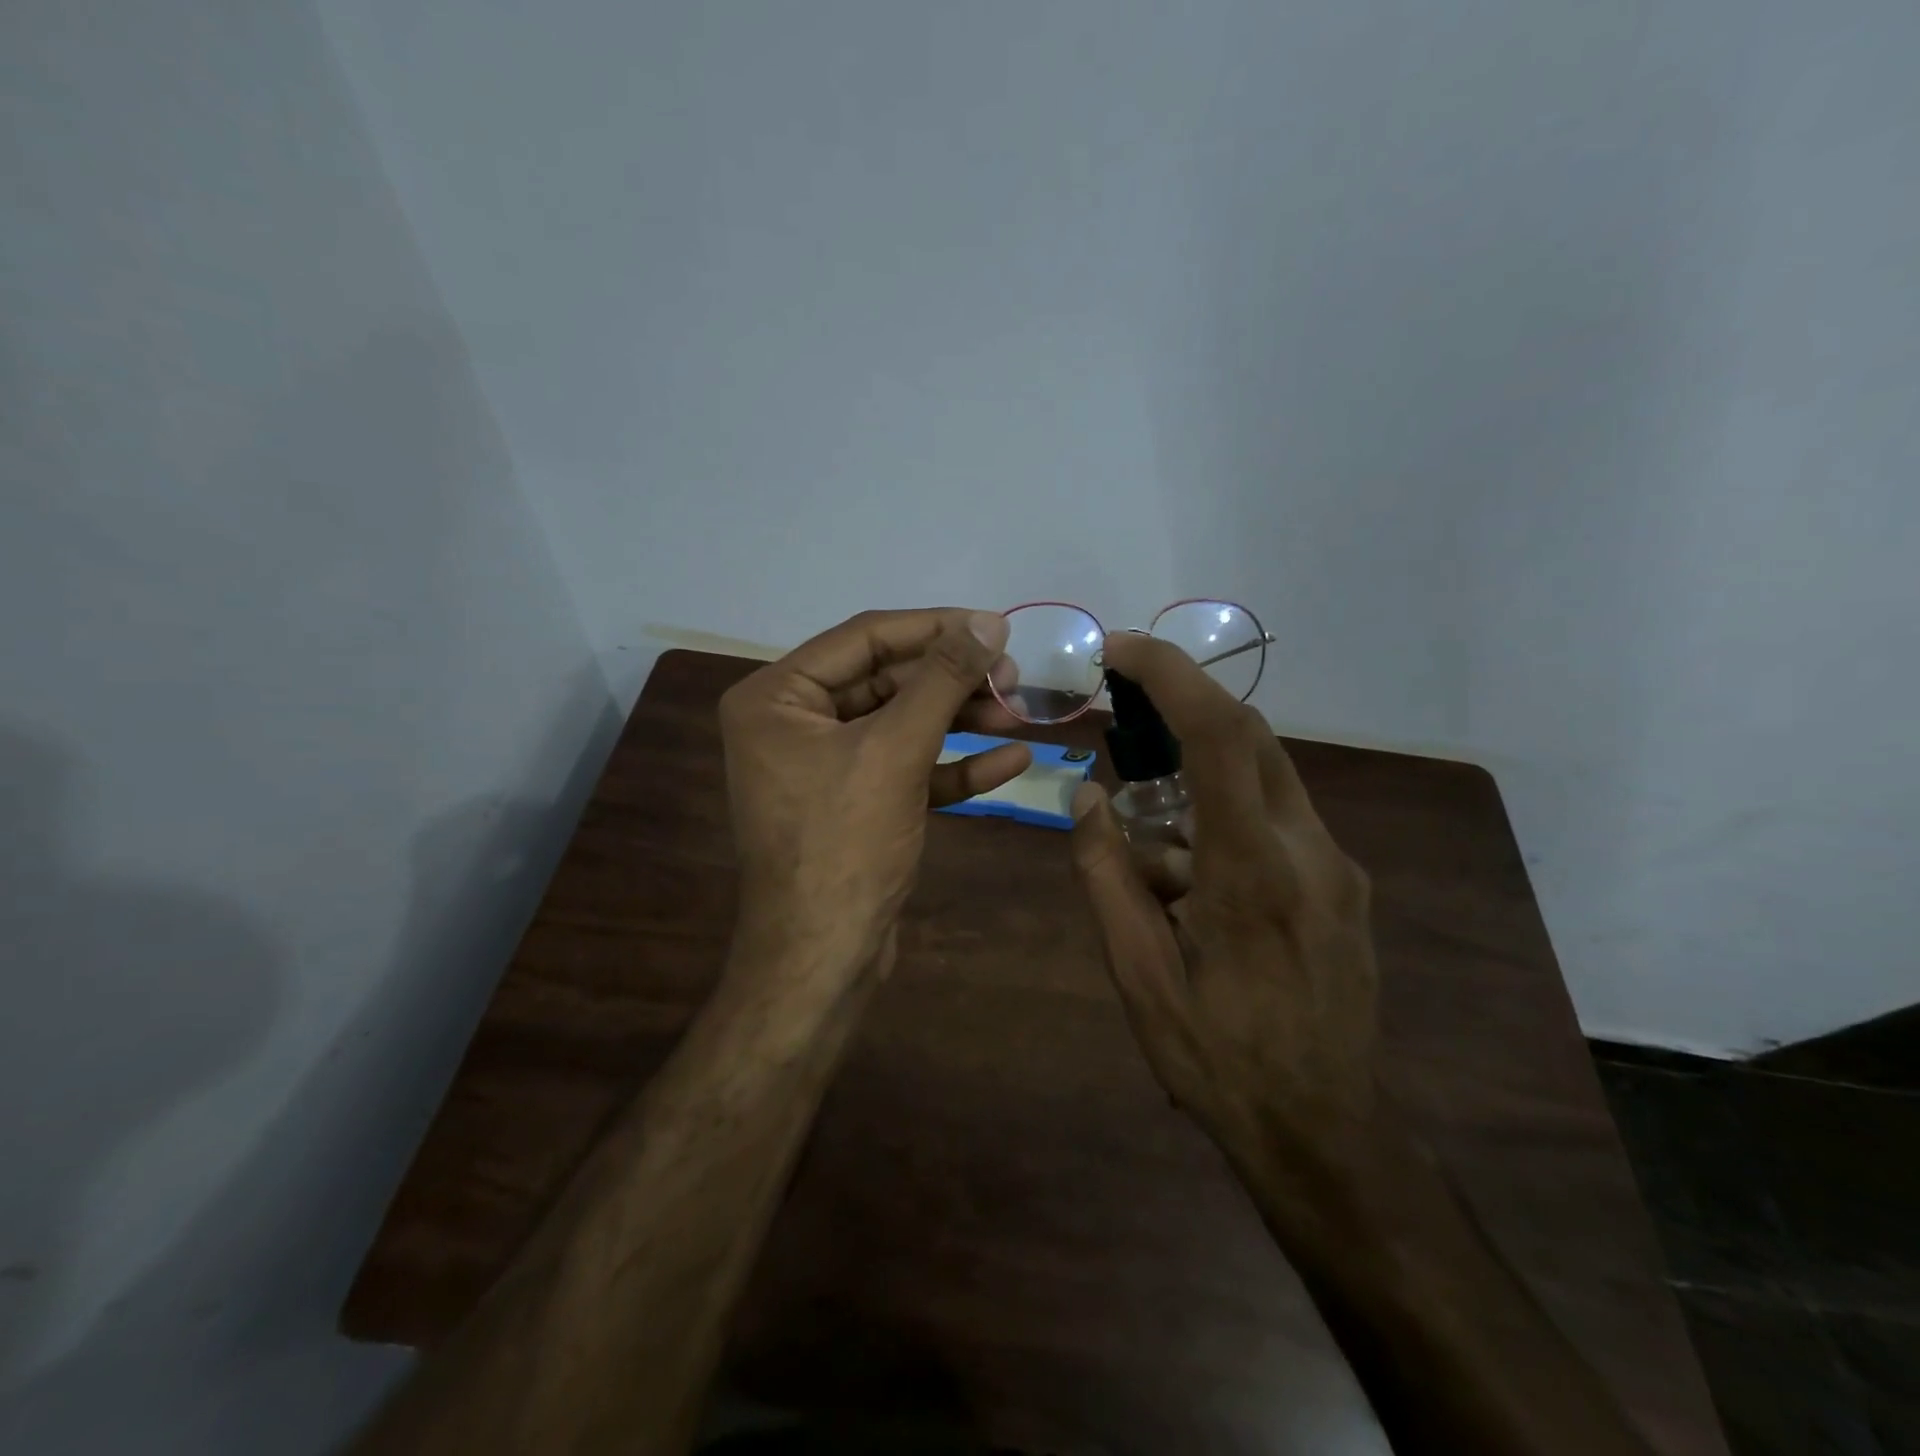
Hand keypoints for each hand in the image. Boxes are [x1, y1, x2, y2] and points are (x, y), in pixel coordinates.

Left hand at [719, 608, 1031, 977]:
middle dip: (951, 680)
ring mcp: (824, 767)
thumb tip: (987, 622)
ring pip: (900, 725)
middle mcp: (792, 723)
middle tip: (1012, 676)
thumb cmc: (844, 843)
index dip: (934, 628)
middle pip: (885, 681)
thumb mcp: (895, 750)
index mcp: (776, 697)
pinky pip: (905, 769)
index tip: (994, 625)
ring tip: (1018, 710)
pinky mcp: (854, 804)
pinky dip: (952, 765)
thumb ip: (941, 679)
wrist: (824, 958)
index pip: (864, 639)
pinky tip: (1010, 760)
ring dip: (959, 719)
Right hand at [1068, 632, 1380, 1162]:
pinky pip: (1276, 818)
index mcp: (1252, 872)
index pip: (1220, 736)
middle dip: (1181, 707)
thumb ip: (1106, 875)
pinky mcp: (1343, 883)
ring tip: (1150, 840)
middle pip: (1249, 737)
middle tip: (1121, 716)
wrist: (1325, 1131)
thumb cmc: (1217, 1057)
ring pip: (1263, 775)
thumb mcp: (1136, 974)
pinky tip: (1191, 879)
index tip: (1121, 649)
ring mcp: (1337, 865)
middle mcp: (1308, 850)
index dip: (1171, 675)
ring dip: (1198, 775)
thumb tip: (1086, 797)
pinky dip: (1222, 816)